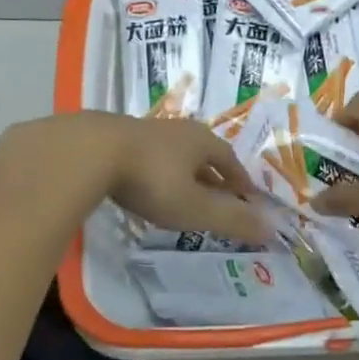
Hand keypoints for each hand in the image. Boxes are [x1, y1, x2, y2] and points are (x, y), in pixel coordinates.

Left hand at [0, 113, 269, 245]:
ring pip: (172, 153)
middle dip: (212, 174)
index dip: (240, 181)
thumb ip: (231, 219)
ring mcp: (143, 130)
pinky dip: (152, 170)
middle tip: (216, 195)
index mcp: (202, 141)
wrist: (86, 152)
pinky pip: (144, 155)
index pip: (231, 161)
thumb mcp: (195, 207)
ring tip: (180, 191)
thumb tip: (272, 229)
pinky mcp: (113, 136)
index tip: (246, 197)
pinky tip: (141, 183)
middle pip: (203, 153)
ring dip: (181, 171)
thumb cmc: (151, 180)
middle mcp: (177, 130)